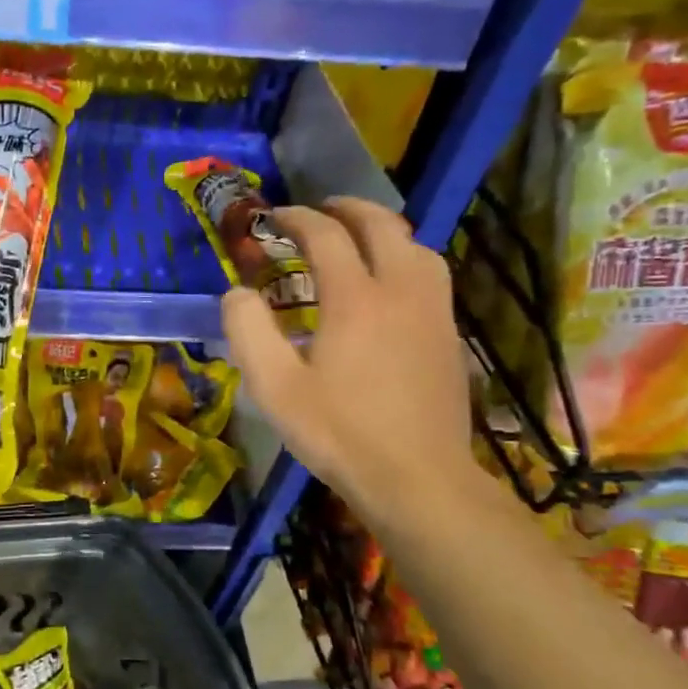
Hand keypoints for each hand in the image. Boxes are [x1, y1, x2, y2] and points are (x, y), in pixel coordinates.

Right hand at [222, 197, 476, 520]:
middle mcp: (401, 292)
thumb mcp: (275, 389)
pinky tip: (393, 284)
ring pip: (418, 246)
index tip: (276, 218)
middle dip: (348, 209)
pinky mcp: (450, 336)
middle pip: (382, 226)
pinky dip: (407, 259)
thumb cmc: (340, 434)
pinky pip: (432, 276)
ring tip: (361, 238)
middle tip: (321, 210)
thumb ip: (248, 332)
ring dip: (385, 230)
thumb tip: (238, 292)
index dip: (298, 219)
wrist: (418, 479)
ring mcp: (434, 312)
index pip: (327, 236)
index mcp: (356, 300)